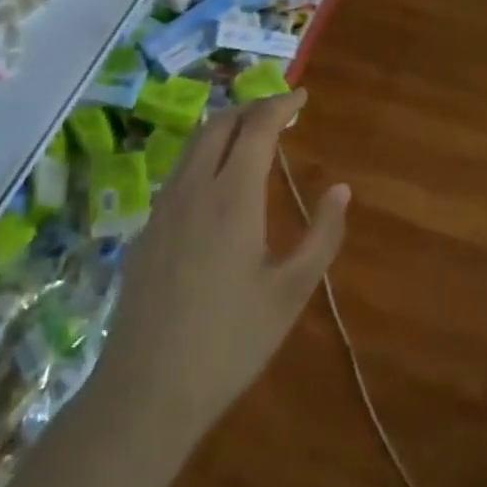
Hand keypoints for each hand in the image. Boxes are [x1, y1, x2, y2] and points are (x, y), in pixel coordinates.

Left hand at [98, 92, 347, 442]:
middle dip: (251, 108)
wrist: (146, 390)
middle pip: (220, 124)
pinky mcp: (146, 230)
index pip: (257, 127)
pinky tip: (216, 183)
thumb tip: (341, 189)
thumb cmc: (230, 342)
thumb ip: (322, 236)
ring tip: (251, 137)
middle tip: (280, 112)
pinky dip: (204, 155)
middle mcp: (193, 188)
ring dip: (225, 128)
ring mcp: (163, 208)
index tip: (302, 96)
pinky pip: (178, 172)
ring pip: (193, 145)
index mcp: (232, 196)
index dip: (280, 104)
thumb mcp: (290, 292)